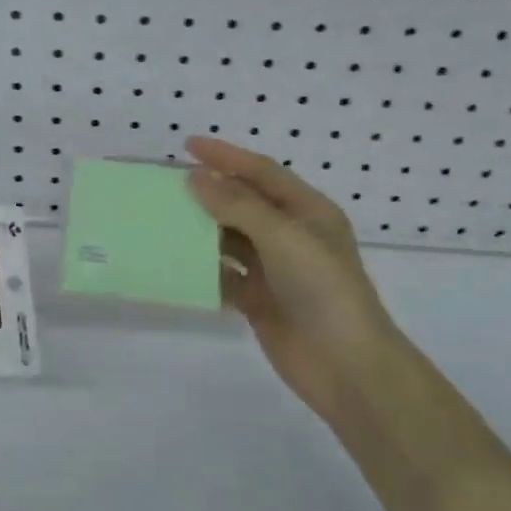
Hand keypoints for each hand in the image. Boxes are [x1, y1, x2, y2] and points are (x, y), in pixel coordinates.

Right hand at [186, 137, 405, 424]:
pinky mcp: (259, 301)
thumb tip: (197, 178)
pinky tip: (176, 265)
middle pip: (243, 204)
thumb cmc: (322, 289)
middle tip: (167, 185)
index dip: (226, 156)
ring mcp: (274, 270)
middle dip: (209, 193)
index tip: (187, 145)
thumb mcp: (283, 236)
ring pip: (230, 240)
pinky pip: (225, 277)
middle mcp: (291, 236)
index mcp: (307, 211)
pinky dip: (203, 270)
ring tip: (164, 220)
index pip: (261, 172)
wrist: (346, 366)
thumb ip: (237, 205)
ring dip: (202, 231)